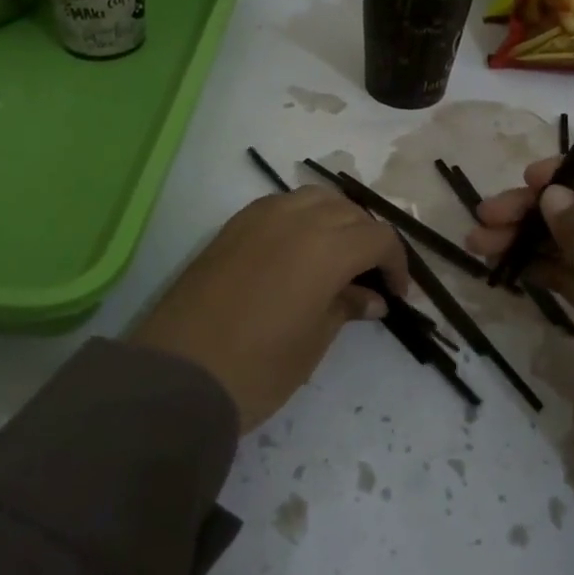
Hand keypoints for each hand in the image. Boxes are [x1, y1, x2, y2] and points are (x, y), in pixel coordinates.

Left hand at [132, 186, 408, 432]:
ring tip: (337, 257)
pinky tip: (299, 250)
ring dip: (336, 221)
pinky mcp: (232, 226)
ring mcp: (259, 217)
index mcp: (326, 247)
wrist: (177, 376)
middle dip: (368, 240)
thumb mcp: (313, 342)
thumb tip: (372, 297)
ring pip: (315, 198)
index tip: (396, 295)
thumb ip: (346, 307)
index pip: (379, 238)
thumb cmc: (256, 368)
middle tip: (369, 278)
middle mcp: (296, 218)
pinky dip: (302, 217)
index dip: (396, 264)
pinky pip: (281, 205)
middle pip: (349, 212)